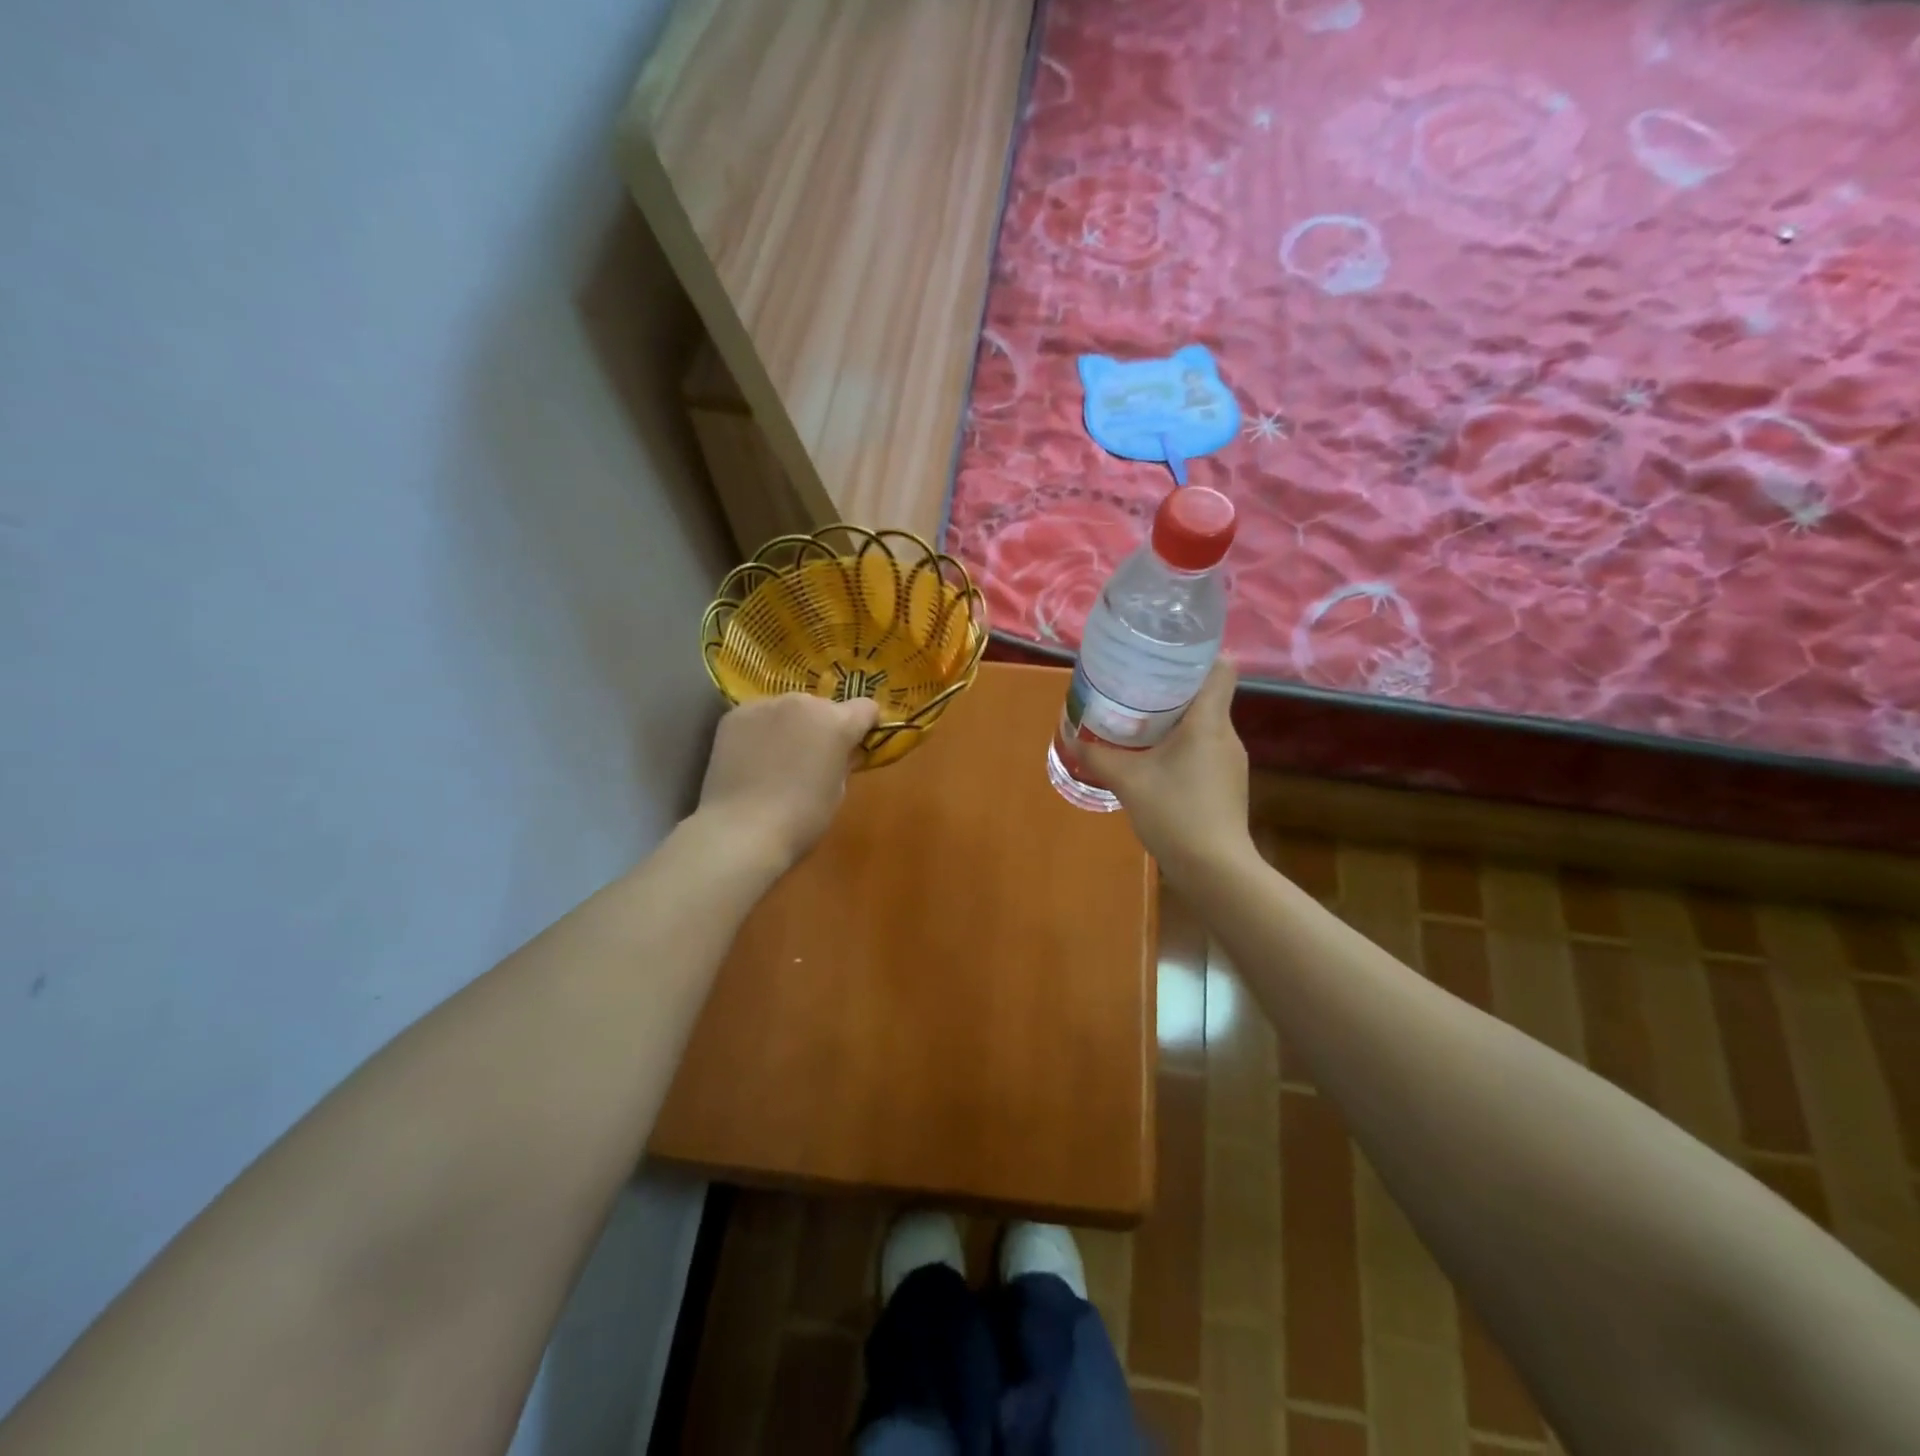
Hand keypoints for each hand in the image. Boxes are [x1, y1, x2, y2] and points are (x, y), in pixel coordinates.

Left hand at [695, 692, 878, 872]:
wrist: (742, 830)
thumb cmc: (802, 818)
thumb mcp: (837, 791)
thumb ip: (843, 761)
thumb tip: (841, 752)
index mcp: (837, 722)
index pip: (865, 707)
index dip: (864, 725)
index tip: (856, 743)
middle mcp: (803, 703)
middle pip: (823, 706)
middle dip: (822, 725)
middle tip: (812, 756)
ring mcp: (765, 705)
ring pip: (788, 708)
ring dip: (790, 725)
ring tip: (777, 757)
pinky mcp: (735, 715)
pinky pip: (758, 716)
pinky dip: (760, 731)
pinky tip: (751, 758)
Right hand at [1080, 659, 1253, 886]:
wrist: (1214, 869)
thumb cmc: (1175, 813)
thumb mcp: (1127, 781)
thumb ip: (1098, 756)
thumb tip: (1069, 736)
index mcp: (1209, 722)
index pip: (1221, 669)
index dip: (1199, 655)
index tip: (1167, 655)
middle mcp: (1226, 735)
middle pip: (1207, 695)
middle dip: (1174, 689)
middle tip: (1137, 686)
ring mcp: (1230, 761)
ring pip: (1205, 724)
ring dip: (1177, 720)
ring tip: (1141, 721)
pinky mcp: (1227, 783)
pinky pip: (1204, 749)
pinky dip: (1182, 745)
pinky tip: (1156, 760)